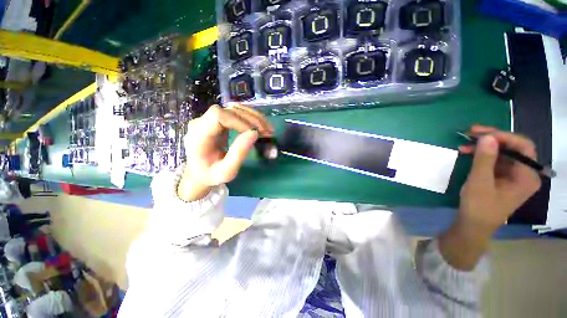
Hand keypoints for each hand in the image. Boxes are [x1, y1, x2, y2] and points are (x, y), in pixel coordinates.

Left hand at [177, 105, 272, 200]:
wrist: (199, 173)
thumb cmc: (211, 175)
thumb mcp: (226, 171)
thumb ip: (239, 153)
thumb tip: (254, 133)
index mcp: (199, 135)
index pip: (218, 115)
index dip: (239, 121)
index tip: (254, 134)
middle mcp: (201, 122)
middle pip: (229, 110)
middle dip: (252, 119)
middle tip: (268, 131)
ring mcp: (209, 119)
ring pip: (235, 109)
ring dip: (254, 117)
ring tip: (267, 129)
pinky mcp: (217, 121)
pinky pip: (236, 114)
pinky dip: (250, 118)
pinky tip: (260, 126)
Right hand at [438, 125, 540, 270]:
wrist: (473, 225)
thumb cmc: (479, 207)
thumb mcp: (480, 183)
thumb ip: (485, 160)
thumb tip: (487, 137)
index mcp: (527, 176)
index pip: (523, 147)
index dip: (504, 136)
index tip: (481, 133)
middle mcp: (524, 173)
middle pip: (513, 147)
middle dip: (492, 139)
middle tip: (471, 133)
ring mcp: (514, 175)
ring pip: (503, 152)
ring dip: (484, 146)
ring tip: (465, 143)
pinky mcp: (503, 177)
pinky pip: (496, 160)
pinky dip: (482, 154)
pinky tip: (469, 152)